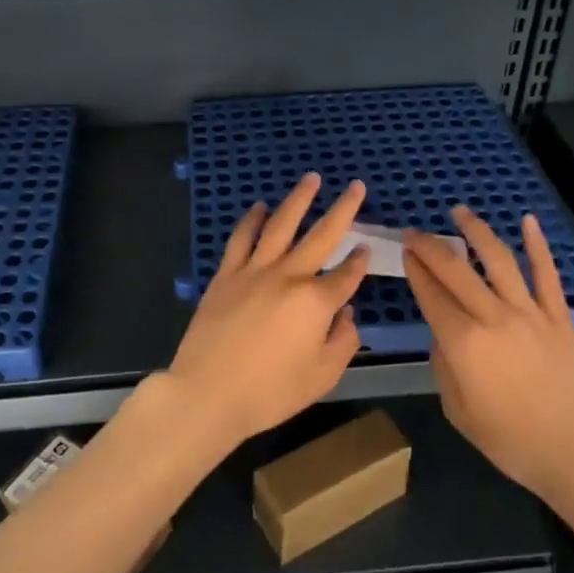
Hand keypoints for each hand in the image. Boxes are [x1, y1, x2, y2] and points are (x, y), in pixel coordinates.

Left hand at [164, 173, 370, 449]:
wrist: (208, 393)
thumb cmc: (270, 393)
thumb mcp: (322, 377)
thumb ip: (342, 341)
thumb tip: (347, 314)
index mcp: (316, 302)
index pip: (346, 275)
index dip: (359, 262)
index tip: (366, 249)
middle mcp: (289, 276)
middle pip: (321, 235)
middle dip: (343, 210)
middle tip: (356, 186)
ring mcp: (254, 271)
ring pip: (281, 224)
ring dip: (298, 199)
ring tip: (311, 179)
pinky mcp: (226, 275)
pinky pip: (241, 238)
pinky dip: (252, 219)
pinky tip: (259, 206)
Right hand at [403, 208, 573, 501]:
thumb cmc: (510, 440)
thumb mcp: (458, 410)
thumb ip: (443, 366)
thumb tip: (443, 335)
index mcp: (463, 342)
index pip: (430, 294)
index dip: (414, 269)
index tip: (404, 251)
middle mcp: (492, 317)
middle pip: (455, 269)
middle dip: (430, 246)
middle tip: (415, 232)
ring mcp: (530, 313)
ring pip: (498, 260)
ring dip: (476, 231)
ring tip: (460, 211)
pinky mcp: (559, 317)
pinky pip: (547, 274)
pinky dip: (538, 245)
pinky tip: (528, 221)